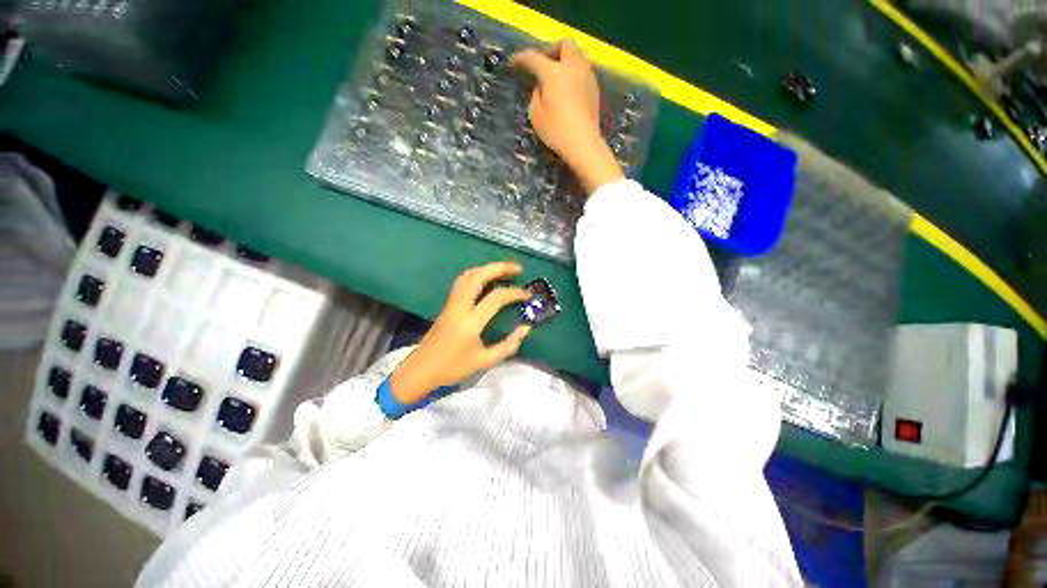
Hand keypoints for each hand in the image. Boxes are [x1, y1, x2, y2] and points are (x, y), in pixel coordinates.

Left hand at [389, 262, 532, 403]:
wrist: (421, 369)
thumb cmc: (453, 367)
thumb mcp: (485, 361)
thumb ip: (508, 345)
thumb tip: (526, 328)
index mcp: (470, 322)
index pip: (495, 298)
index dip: (514, 293)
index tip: (527, 294)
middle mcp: (459, 307)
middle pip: (478, 277)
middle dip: (499, 268)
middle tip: (517, 268)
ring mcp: (451, 303)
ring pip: (468, 276)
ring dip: (487, 268)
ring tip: (504, 270)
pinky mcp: (447, 304)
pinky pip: (462, 281)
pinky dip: (477, 274)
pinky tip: (487, 279)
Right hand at [511, 39, 624, 194]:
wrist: (583, 143)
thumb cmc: (556, 131)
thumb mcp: (536, 114)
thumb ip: (536, 95)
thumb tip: (542, 86)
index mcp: (554, 72)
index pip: (534, 58)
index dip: (522, 58)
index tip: (514, 62)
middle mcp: (572, 68)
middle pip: (565, 44)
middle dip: (552, 49)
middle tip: (544, 63)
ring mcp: (587, 76)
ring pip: (579, 54)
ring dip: (567, 58)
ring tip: (558, 74)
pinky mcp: (595, 89)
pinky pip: (584, 69)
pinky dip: (575, 71)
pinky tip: (569, 86)